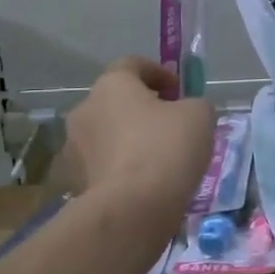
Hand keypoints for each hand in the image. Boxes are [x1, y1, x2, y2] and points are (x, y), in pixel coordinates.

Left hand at [64, 57, 214, 228]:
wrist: (132, 210)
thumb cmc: (166, 149)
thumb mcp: (199, 115)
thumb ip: (194, 104)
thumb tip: (186, 112)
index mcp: (111, 85)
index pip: (131, 64)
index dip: (158, 72)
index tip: (178, 90)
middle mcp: (85, 110)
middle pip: (115, 100)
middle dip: (142, 107)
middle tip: (170, 123)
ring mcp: (75, 148)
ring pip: (107, 133)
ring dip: (128, 138)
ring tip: (158, 158)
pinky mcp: (75, 181)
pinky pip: (103, 164)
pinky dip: (121, 167)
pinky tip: (144, 182)